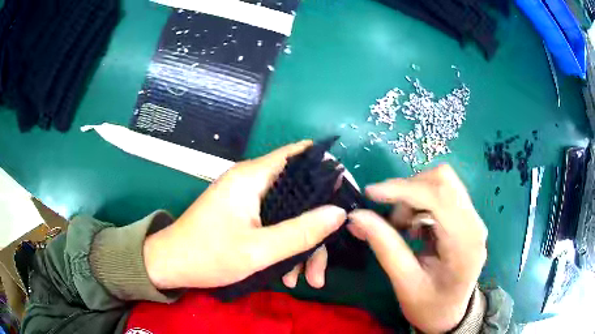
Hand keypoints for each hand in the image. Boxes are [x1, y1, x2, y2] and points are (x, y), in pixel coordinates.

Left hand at [143, 141, 346, 289]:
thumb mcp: (258, 250)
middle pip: (301, 193)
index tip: (350, 198)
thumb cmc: (208, 255)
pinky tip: (288, 275)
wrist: (171, 265)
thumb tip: (339, 213)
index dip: (330, 171)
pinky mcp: (245, 214)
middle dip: (318, 227)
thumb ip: (300, 231)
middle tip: (324, 262)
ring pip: (290, 213)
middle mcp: (253, 181)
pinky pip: (276, 224)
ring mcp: (248, 199)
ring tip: (307, 279)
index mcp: (253, 176)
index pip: (302, 155)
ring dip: (303, 245)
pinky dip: (286, 246)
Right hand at [348, 165, 486, 332]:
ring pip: (442, 183)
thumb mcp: (404, 282)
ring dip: (414, 197)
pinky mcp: (466, 218)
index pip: (439, 196)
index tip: (371, 193)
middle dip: (408, 191)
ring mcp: (473, 218)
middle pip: (443, 181)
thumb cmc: (429, 306)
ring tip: (402, 227)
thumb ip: (384, 247)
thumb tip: (356, 216)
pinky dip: (421, 203)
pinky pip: (443, 194)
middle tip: (390, 219)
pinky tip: (414, 227)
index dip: (403, 189)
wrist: (450, 315)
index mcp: (465, 243)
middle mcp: (475, 223)